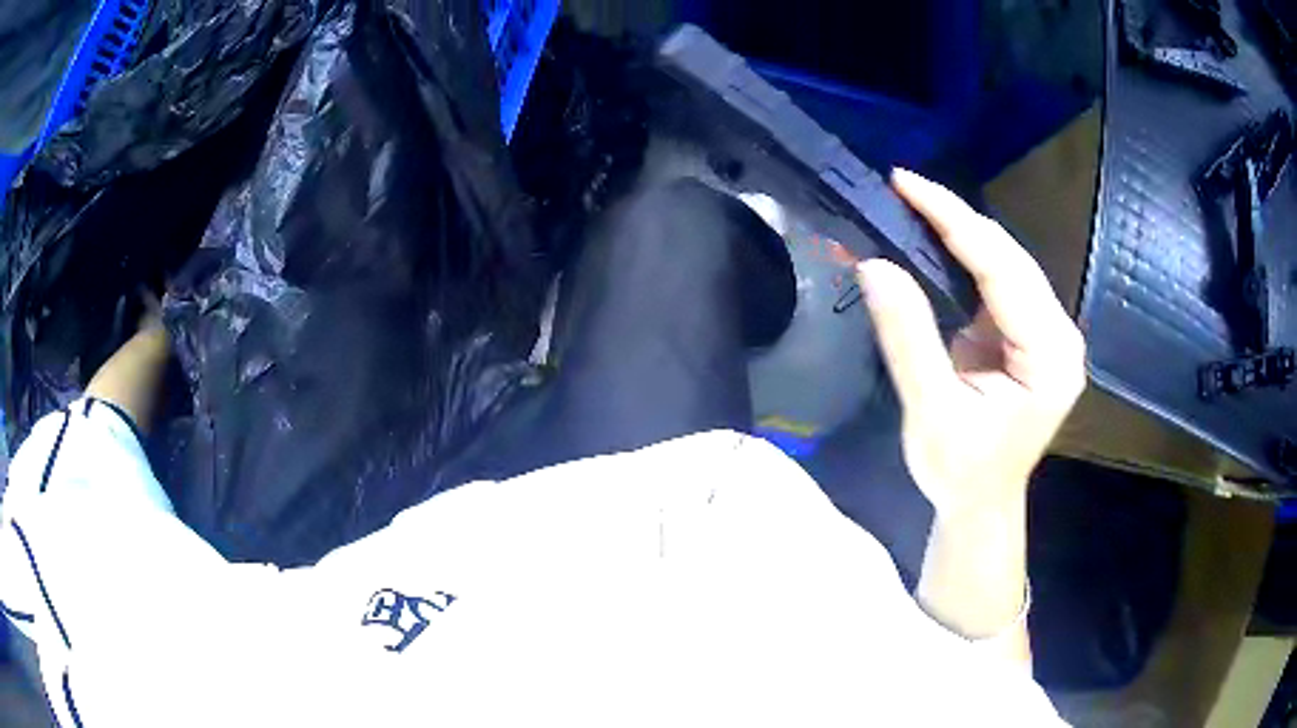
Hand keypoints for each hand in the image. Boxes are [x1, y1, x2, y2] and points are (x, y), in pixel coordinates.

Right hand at [858, 169, 1086, 518]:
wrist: (981, 503)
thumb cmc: (959, 471)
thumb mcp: (930, 409)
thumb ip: (908, 336)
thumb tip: (874, 264)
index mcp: (1049, 357)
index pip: (1003, 270)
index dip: (953, 220)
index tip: (905, 182)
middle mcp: (1061, 337)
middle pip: (1010, 258)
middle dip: (957, 218)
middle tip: (903, 187)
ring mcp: (1051, 334)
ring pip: (1008, 262)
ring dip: (962, 232)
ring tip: (915, 205)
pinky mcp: (1034, 335)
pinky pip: (1002, 281)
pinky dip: (969, 256)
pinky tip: (939, 239)